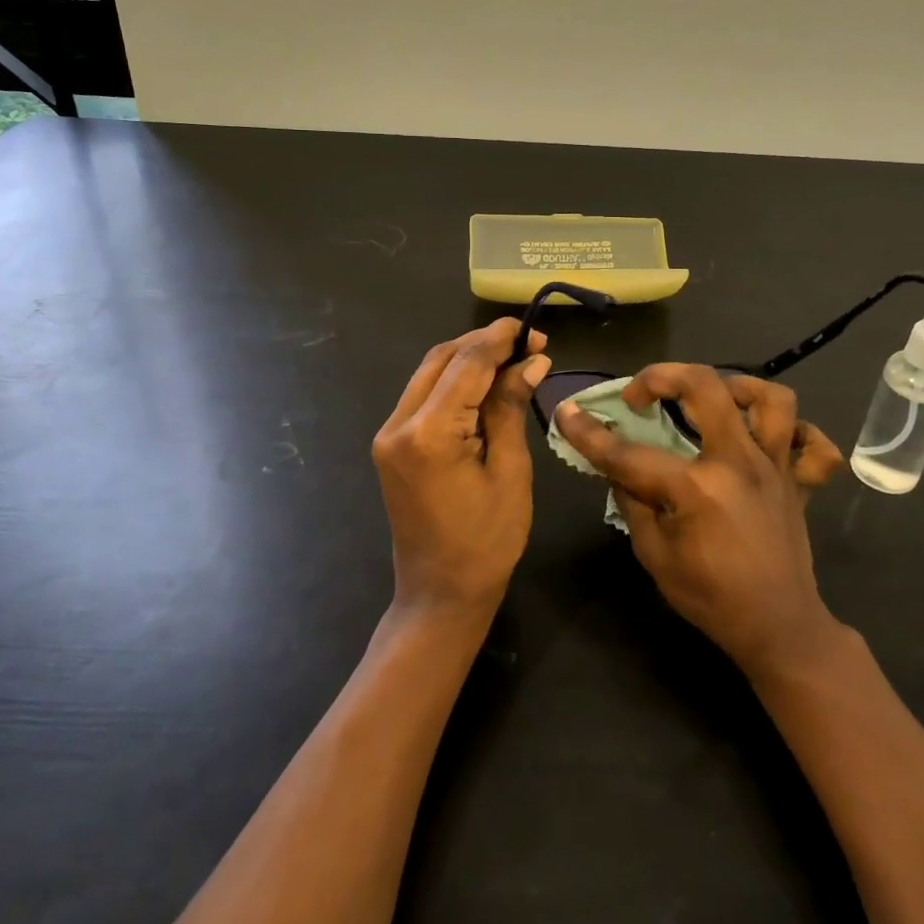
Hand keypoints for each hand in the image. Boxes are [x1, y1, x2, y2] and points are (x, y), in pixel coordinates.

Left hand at [372, 319, 551, 620]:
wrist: (440, 593)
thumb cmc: (487, 541)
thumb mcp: (509, 471)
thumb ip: (511, 408)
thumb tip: (532, 361)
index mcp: (429, 433)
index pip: (466, 363)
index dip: (501, 339)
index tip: (534, 329)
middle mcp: (399, 424)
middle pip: (441, 358)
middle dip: (484, 344)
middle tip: (529, 345)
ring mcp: (389, 434)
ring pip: (429, 372)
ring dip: (469, 360)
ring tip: (513, 361)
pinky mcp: (391, 444)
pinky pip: (423, 395)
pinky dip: (454, 382)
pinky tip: (485, 385)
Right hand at [558, 365, 845, 677]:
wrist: (777, 629)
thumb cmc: (710, 599)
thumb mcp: (655, 557)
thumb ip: (633, 504)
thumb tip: (617, 469)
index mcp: (698, 488)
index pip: (631, 454)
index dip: (591, 434)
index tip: (567, 413)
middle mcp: (740, 464)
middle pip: (706, 389)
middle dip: (662, 377)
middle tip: (640, 395)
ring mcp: (776, 468)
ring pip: (771, 399)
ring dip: (736, 386)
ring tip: (711, 396)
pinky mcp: (799, 481)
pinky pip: (813, 442)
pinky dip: (795, 430)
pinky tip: (764, 434)